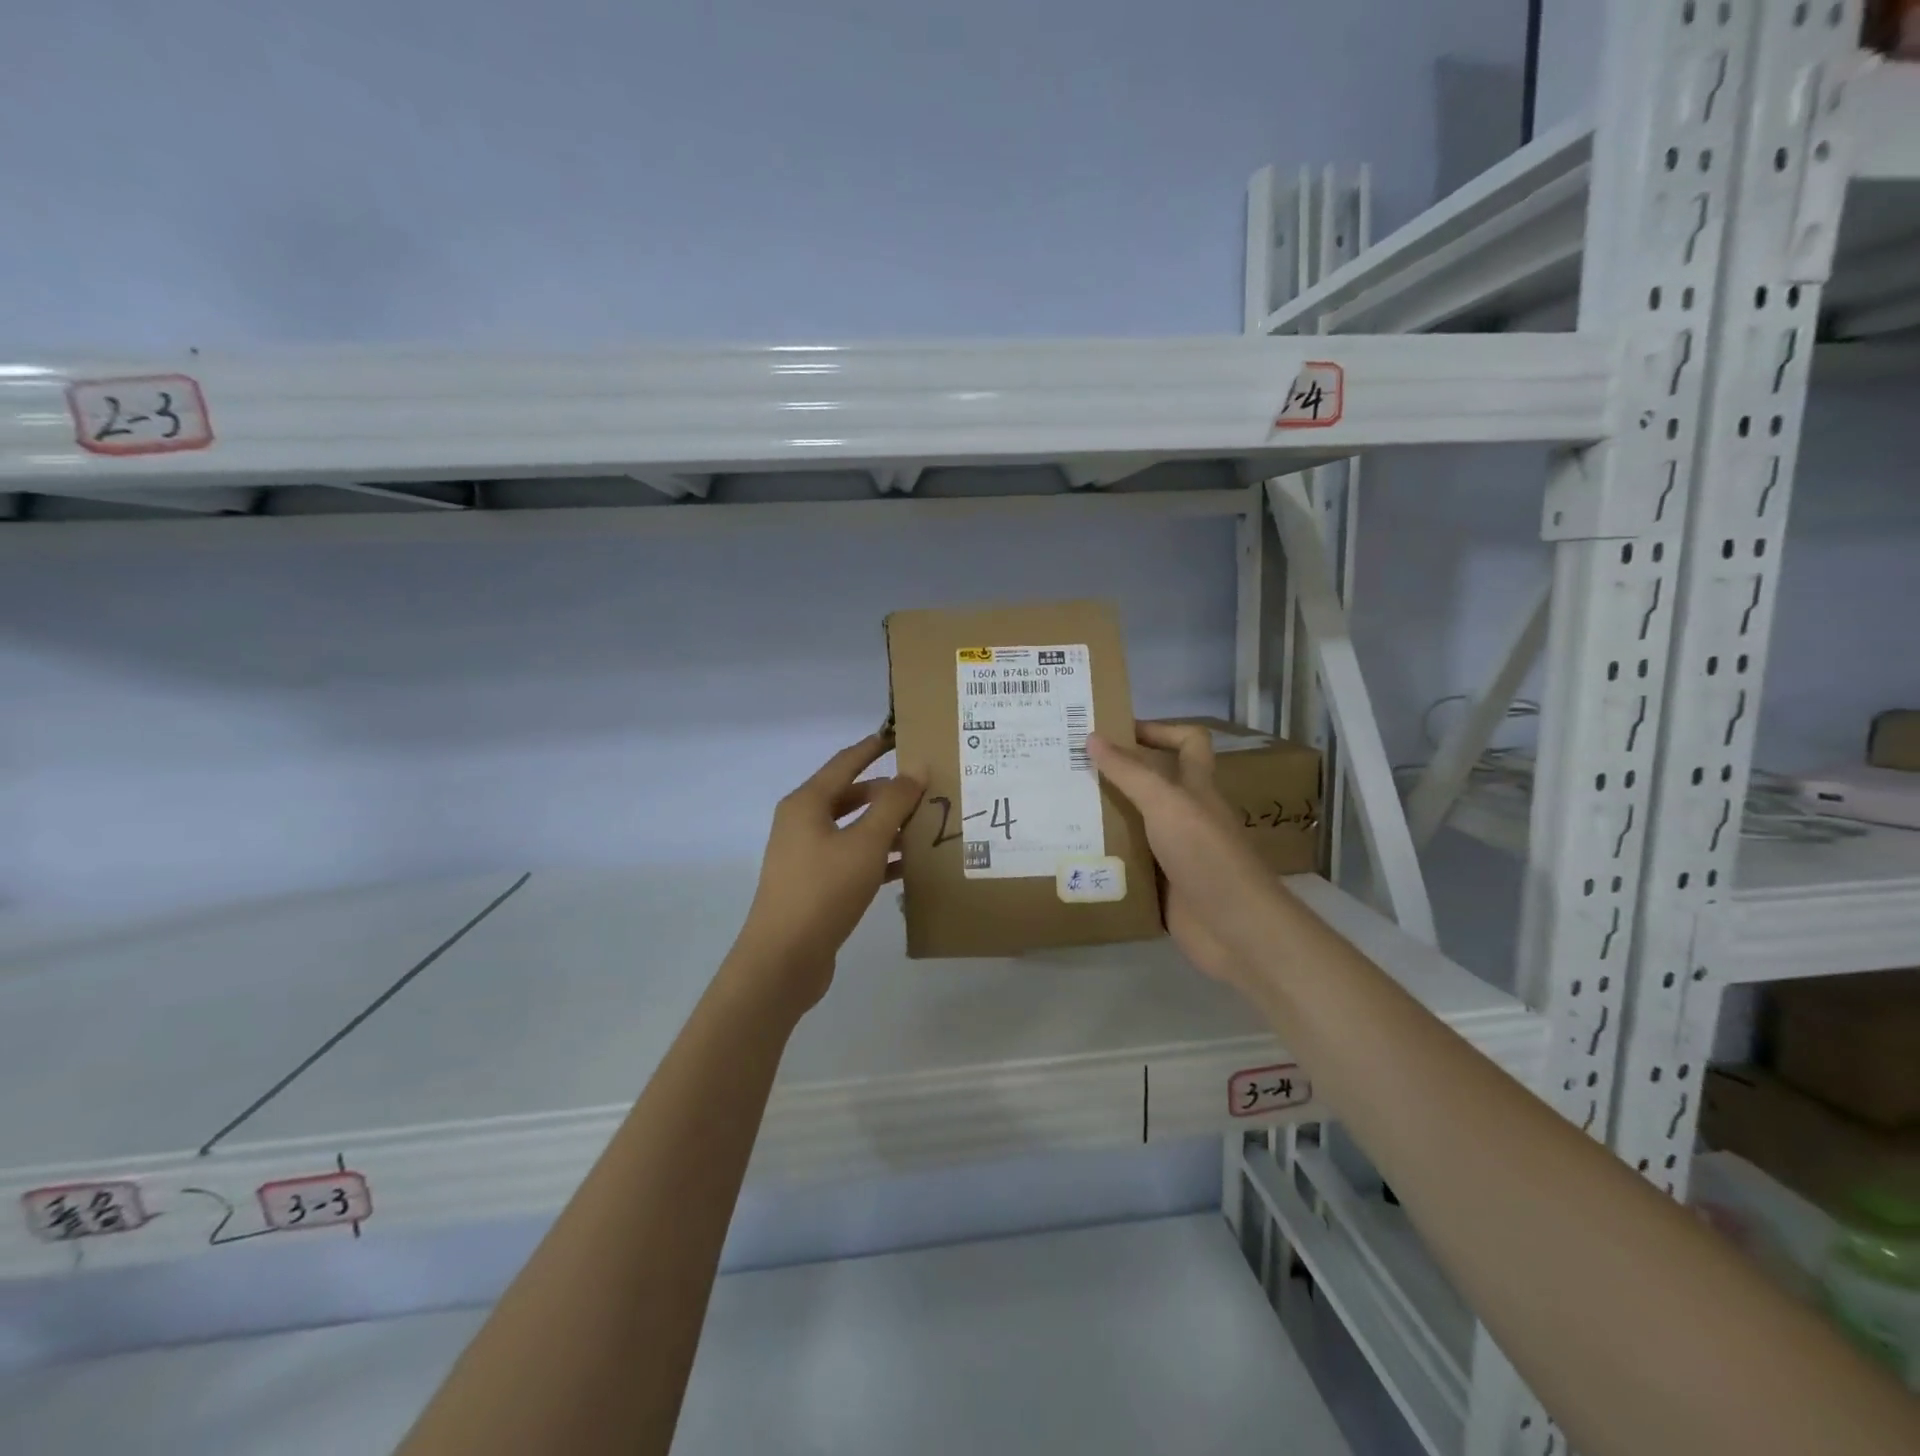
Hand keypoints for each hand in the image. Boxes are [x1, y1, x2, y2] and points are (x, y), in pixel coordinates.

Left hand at [731, 734, 924, 1012]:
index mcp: (807, 803)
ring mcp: (806, 856)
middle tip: (926, 788)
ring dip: (886, 826)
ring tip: (926, 824)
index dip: (873, 747)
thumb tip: (915, 767)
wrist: (784, 959)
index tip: (901, 735)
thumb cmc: (824, 890)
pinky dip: (878, 857)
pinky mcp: (814, 885)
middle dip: (887, 792)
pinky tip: (909, 866)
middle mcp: (802, 823)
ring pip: (853, 829)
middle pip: (850, 796)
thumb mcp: (866, 843)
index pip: (845, 762)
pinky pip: (851, 859)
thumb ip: (893, 804)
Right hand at [1088, 722, 1280, 989]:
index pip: (1188, 742)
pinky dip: (1106, 861)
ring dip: (1104, 819)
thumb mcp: (1166, 804)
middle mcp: (1187, 816)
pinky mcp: (1162, 887)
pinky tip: (1073, 857)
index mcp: (1196, 788)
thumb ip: (1130, 773)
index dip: (1159, 730)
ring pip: (1136, 826)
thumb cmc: (1205, 855)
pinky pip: (1129, 866)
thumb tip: (1092, 737)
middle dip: (1114, 775)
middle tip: (1068, 770)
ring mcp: (1175, 854)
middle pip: (1152, 784)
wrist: (1235, 930)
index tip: (1115, 731)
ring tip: (1060, 810)